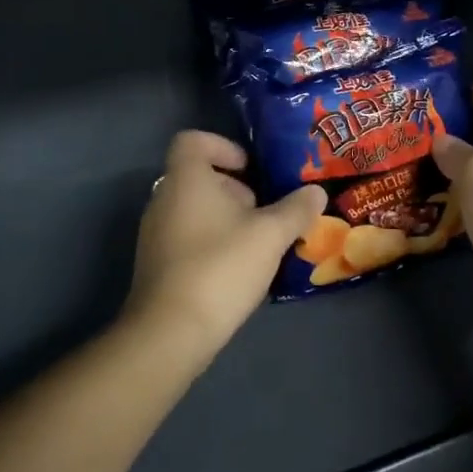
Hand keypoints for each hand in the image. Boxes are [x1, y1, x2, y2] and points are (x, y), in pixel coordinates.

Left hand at [125, 131, 328, 354]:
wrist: (171, 331)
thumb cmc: (221, 266)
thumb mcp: (270, 235)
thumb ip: (296, 209)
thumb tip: (316, 191)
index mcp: (186, 179)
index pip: (193, 140)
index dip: (224, 146)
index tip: (252, 169)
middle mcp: (163, 198)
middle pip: (198, 176)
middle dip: (235, 189)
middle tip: (265, 211)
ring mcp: (155, 233)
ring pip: (194, 209)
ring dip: (226, 219)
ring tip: (258, 244)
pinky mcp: (156, 264)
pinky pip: (186, 237)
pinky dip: (212, 242)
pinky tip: (238, 270)